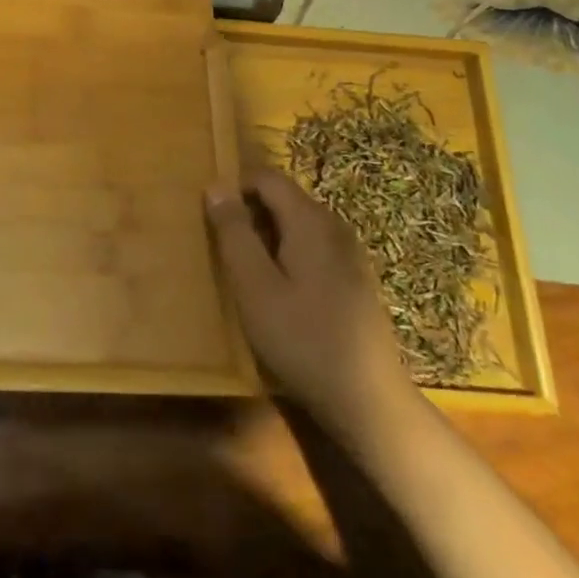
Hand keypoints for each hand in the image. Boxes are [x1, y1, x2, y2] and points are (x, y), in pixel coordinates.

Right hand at [206, 168, 419, 444]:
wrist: (368, 400)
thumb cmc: (302, 339)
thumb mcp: (254, 286)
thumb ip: (234, 232)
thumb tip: (216, 186)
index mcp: (309, 220)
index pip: (266, 177)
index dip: (234, 186)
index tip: (210, 215)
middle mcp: (334, 225)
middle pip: (283, 198)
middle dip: (249, 212)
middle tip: (222, 247)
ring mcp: (349, 252)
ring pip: (297, 224)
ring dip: (267, 235)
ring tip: (244, 270)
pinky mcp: (354, 279)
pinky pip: (312, 246)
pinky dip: (288, 254)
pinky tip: (278, 292)